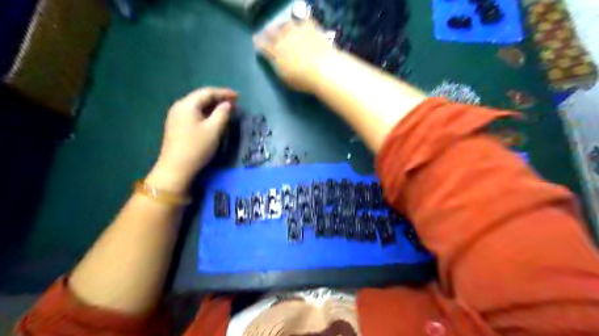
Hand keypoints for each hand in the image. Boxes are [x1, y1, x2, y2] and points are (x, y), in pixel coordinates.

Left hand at [145, 88, 237, 192]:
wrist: (176, 168)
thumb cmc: (197, 147)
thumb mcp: (214, 129)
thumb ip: (222, 113)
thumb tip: (227, 104)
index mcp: (187, 105)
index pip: (207, 92)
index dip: (224, 93)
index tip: (238, 97)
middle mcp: (179, 107)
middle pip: (200, 98)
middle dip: (218, 99)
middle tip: (233, 104)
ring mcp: (175, 117)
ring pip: (197, 106)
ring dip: (212, 107)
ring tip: (225, 110)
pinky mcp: (176, 126)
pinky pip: (193, 114)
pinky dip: (205, 114)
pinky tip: (212, 119)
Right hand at [252, 20, 335, 92]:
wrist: (323, 69)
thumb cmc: (303, 80)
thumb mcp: (285, 78)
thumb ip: (278, 67)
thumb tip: (274, 61)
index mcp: (275, 52)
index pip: (263, 45)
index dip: (258, 42)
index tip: (255, 40)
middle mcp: (283, 38)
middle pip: (272, 31)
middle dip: (268, 31)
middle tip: (266, 31)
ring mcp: (297, 31)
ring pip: (286, 24)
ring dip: (282, 25)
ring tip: (283, 27)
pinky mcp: (310, 28)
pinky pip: (302, 21)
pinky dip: (299, 23)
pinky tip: (300, 25)